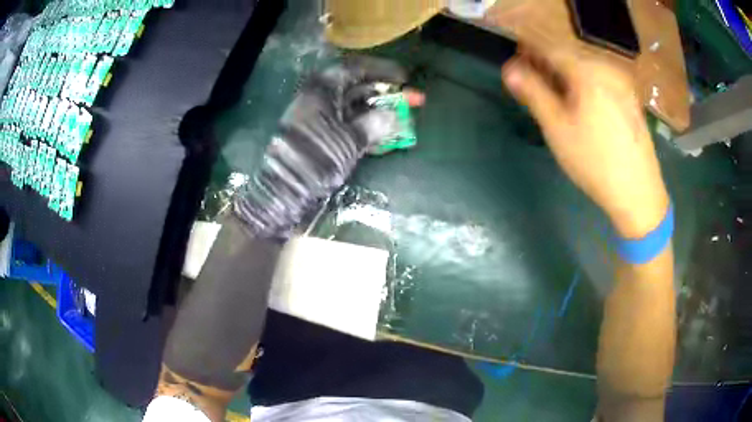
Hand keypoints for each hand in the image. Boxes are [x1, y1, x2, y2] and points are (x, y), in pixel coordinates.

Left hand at [233, 56, 422, 239]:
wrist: (284, 189)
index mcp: (322, 90)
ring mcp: (319, 118)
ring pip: (354, 107)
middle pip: (357, 88)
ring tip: (403, 116)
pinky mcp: (320, 136)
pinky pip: (348, 124)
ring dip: (379, 111)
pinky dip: (367, 127)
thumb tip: (392, 116)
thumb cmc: (315, 159)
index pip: (356, 70)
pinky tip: (385, 134)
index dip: (382, 72)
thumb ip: (374, 124)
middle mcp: (320, 99)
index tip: (405, 78)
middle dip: (385, 93)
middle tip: (410, 99)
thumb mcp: (349, 140)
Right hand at [501, 44, 668, 238]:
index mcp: (588, 71)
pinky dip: (584, 87)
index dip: (528, 54)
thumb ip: (532, 92)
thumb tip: (509, 69)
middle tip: (533, 84)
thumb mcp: (557, 127)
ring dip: (565, 77)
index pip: (550, 49)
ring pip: (585, 71)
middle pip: (569, 58)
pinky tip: (581, 107)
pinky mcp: (630, 100)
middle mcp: (607, 69)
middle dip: (547, 67)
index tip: (515, 64)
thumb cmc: (594, 161)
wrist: (639, 193)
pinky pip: (600, 83)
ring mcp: (622, 85)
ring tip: (555, 97)